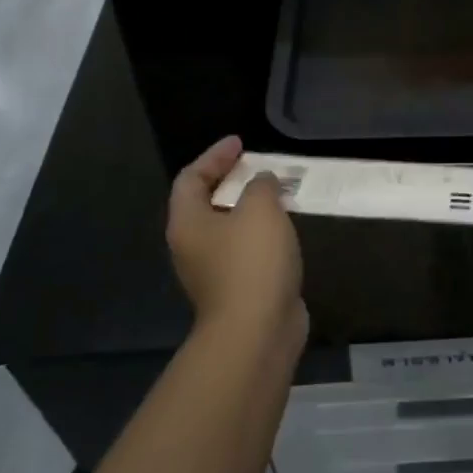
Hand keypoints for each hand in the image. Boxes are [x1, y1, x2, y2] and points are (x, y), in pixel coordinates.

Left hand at [167, 135, 303, 336]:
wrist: (257, 330)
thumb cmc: (252, 261)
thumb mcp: (260, 209)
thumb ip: (261, 185)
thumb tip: (261, 181)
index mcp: (188, 222)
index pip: (191, 177)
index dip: (214, 156)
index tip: (240, 142)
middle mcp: (193, 245)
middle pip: (206, 203)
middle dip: (232, 181)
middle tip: (259, 166)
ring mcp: (213, 271)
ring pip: (228, 228)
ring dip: (250, 208)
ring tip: (278, 193)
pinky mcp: (237, 288)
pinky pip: (246, 249)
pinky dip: (262, 233)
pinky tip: (285, 229)